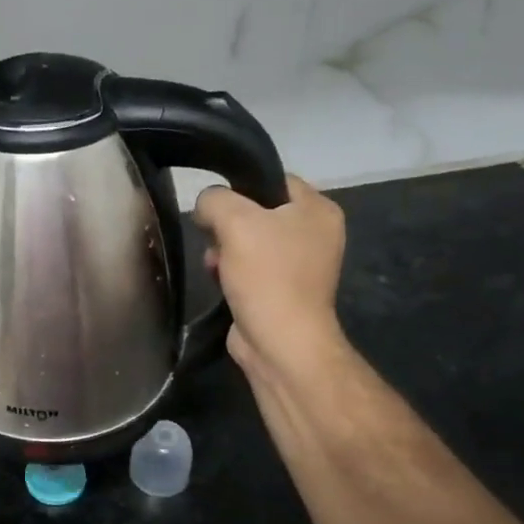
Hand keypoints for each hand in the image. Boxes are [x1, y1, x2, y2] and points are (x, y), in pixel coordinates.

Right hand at [195, 174, 348, 385]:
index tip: (214, 204)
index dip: (240, 187)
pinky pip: (249, 268)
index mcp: (318, 209)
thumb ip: (215, 199)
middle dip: (227, 225)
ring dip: (224, 250)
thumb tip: (205, 206)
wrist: (279, 343)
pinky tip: (219, 281)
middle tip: (212, 239)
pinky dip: (231, 272)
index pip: (273, 180)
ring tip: (214, 265)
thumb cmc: (266, 276)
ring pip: (248, 241)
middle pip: (257, 212)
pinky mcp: (281, 290)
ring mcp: (299, 265)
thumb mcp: (235, 221)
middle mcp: (315, 233)